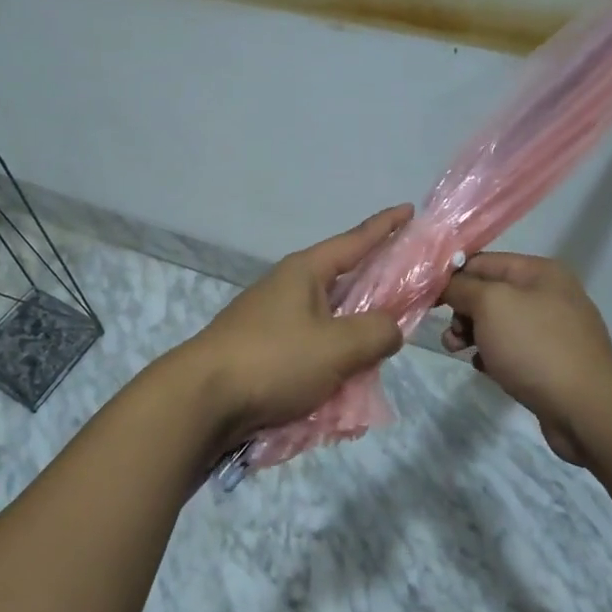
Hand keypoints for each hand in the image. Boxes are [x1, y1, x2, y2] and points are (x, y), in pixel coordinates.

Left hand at [181, 205, 411, 446]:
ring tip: (378, 357)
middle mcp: (288, 288)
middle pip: (344, 282)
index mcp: (305, 272)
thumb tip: (390, 328)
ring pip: (328, 322)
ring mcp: (272, 319)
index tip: (409, 210)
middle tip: (409, 301)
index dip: (385, 226)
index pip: (355, 241)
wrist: (201, 400)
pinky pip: (309, 350)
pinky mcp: (263, 350)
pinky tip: (343, 388)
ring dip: (353, 338)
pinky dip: (330, 364)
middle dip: (376, 292)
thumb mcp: (337, 347)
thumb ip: (377, 332)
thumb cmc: (273, 360)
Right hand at [440, 252, 611, 464]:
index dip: (453, 276)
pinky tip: (484, 368)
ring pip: (499, 323)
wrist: (586, 410)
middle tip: (450, 334)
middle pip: (490, 293)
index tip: (427, 298)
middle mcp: (550, 295)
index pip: (483, 262)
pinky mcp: (553, 362)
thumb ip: (462, 287)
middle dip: (462, 311)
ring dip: (472, 334)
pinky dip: (493, 355)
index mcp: (540, 272)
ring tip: (457, 351)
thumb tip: (445, 283)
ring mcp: (554, 330)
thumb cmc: (535, 346)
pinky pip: (513, 349)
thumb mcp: (490, 305)